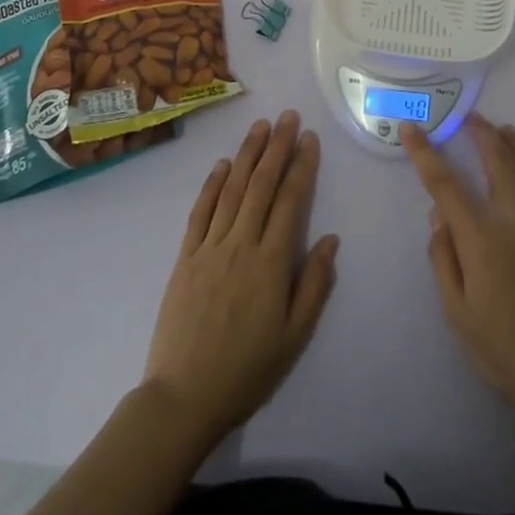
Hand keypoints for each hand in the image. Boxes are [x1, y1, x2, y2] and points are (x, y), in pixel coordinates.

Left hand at [142, 111, 339, 447]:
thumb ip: (313, 285)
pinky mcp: (186, 256)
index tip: (309, 138)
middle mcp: (241, 244)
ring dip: (248, 154)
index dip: (301, 166)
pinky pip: (201, 211)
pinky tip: (223, 164)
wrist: (183, 397)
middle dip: (277, 147)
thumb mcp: (293, 338)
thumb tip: (330, 239)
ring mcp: (210, 247)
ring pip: (233, 189)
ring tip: (260, 126)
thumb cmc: (246, 371)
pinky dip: (213, 184)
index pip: (290, 201)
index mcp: (270, 263)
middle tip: (288, 116)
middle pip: (262, 184)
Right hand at [404, 113, 514, 423]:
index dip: (425, 153)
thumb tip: (438, 214)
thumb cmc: (504, 351)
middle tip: (468, 117)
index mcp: (482, 240)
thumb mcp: (457, 313)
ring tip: (504, 130)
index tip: (412, 129)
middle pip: (497, 160)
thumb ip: (443, 257)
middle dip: (479, 132)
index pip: (445, 185)